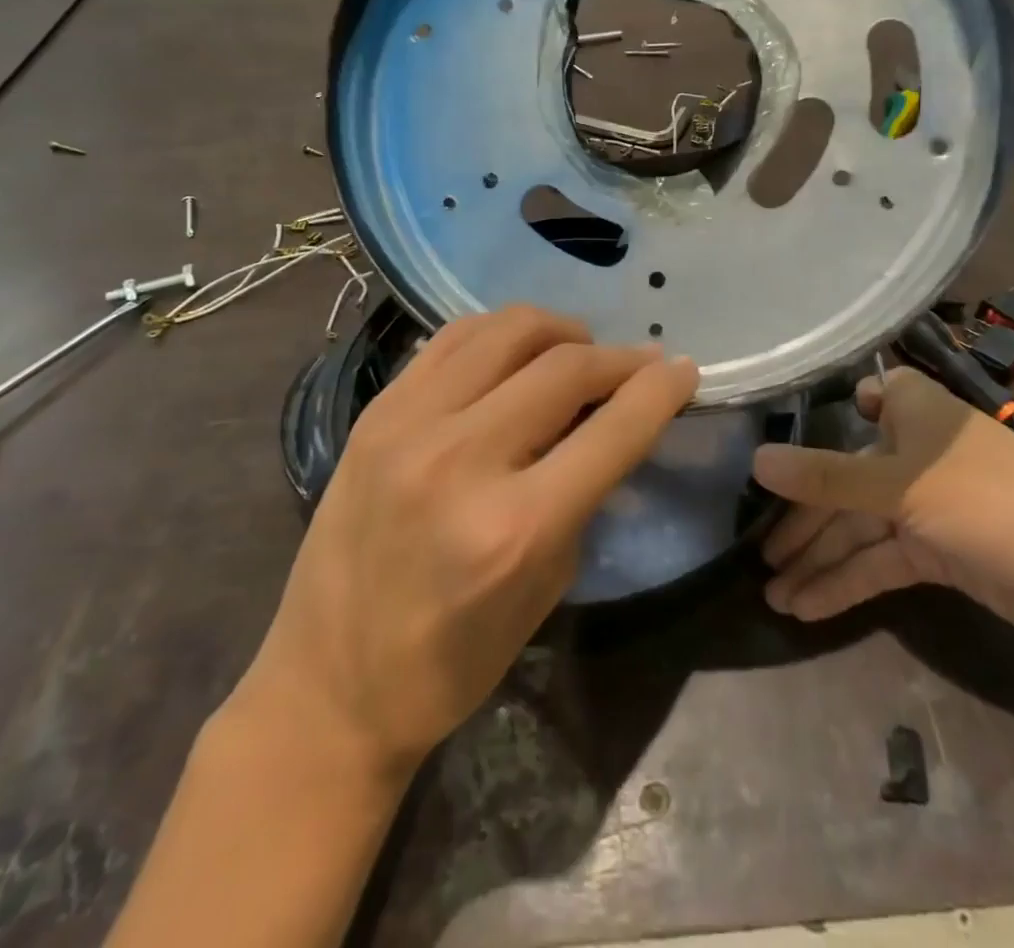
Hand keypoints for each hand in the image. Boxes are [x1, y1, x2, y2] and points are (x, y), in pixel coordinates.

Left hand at [236, 306, 697, 776]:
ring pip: (506, 330)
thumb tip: (611, 422)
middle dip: (619, 358)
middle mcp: (461, 459)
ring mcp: (409, 425)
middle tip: (639, 365)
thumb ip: (585, 494)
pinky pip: (452, 339)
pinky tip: (516, 353)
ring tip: (578, 350)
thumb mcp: (547, 586)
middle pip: (564, 366)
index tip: (685, 371)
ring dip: (560, 331)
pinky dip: (499, 335)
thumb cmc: (453, 660)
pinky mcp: (376, 411)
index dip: (661, 391)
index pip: (612, 429)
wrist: (328, 684)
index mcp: (515, 526)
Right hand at [755, 367, 1013, 650]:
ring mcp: (929, 504)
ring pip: (860, 526)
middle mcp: (918, 452)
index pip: (868, 396)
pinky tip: (807, 607)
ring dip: (819, 559)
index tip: (789, 441)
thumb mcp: (899, 487)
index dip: (831, 413)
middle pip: (847, 478)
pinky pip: (881, 561)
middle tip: (759, 557)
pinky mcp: (939, 552)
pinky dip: (848, 581)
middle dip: (805, 519)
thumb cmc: (991, 501)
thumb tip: (756, 460)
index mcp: (916, 413)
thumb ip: (825, 477)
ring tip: (773, 597)